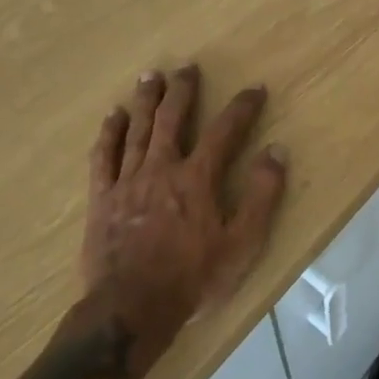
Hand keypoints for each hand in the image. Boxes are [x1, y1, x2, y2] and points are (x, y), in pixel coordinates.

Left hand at [80, 65, 287, 354]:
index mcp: (198, 178)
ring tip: (150, 76)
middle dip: (183, 91)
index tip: (255, 89)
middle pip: (172, 120)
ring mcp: (127, 182)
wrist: (131, 310)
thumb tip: (276, 151)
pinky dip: (109, 134)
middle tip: (188, 67)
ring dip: (145, 101)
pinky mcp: (102, 199)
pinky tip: (113, 116)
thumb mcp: (243, 243)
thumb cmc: (193, 278)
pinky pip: (103, 157)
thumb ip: (262, 195)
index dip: (242, 108)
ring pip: (137, 131)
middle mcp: (162, 169)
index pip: (225, 131)